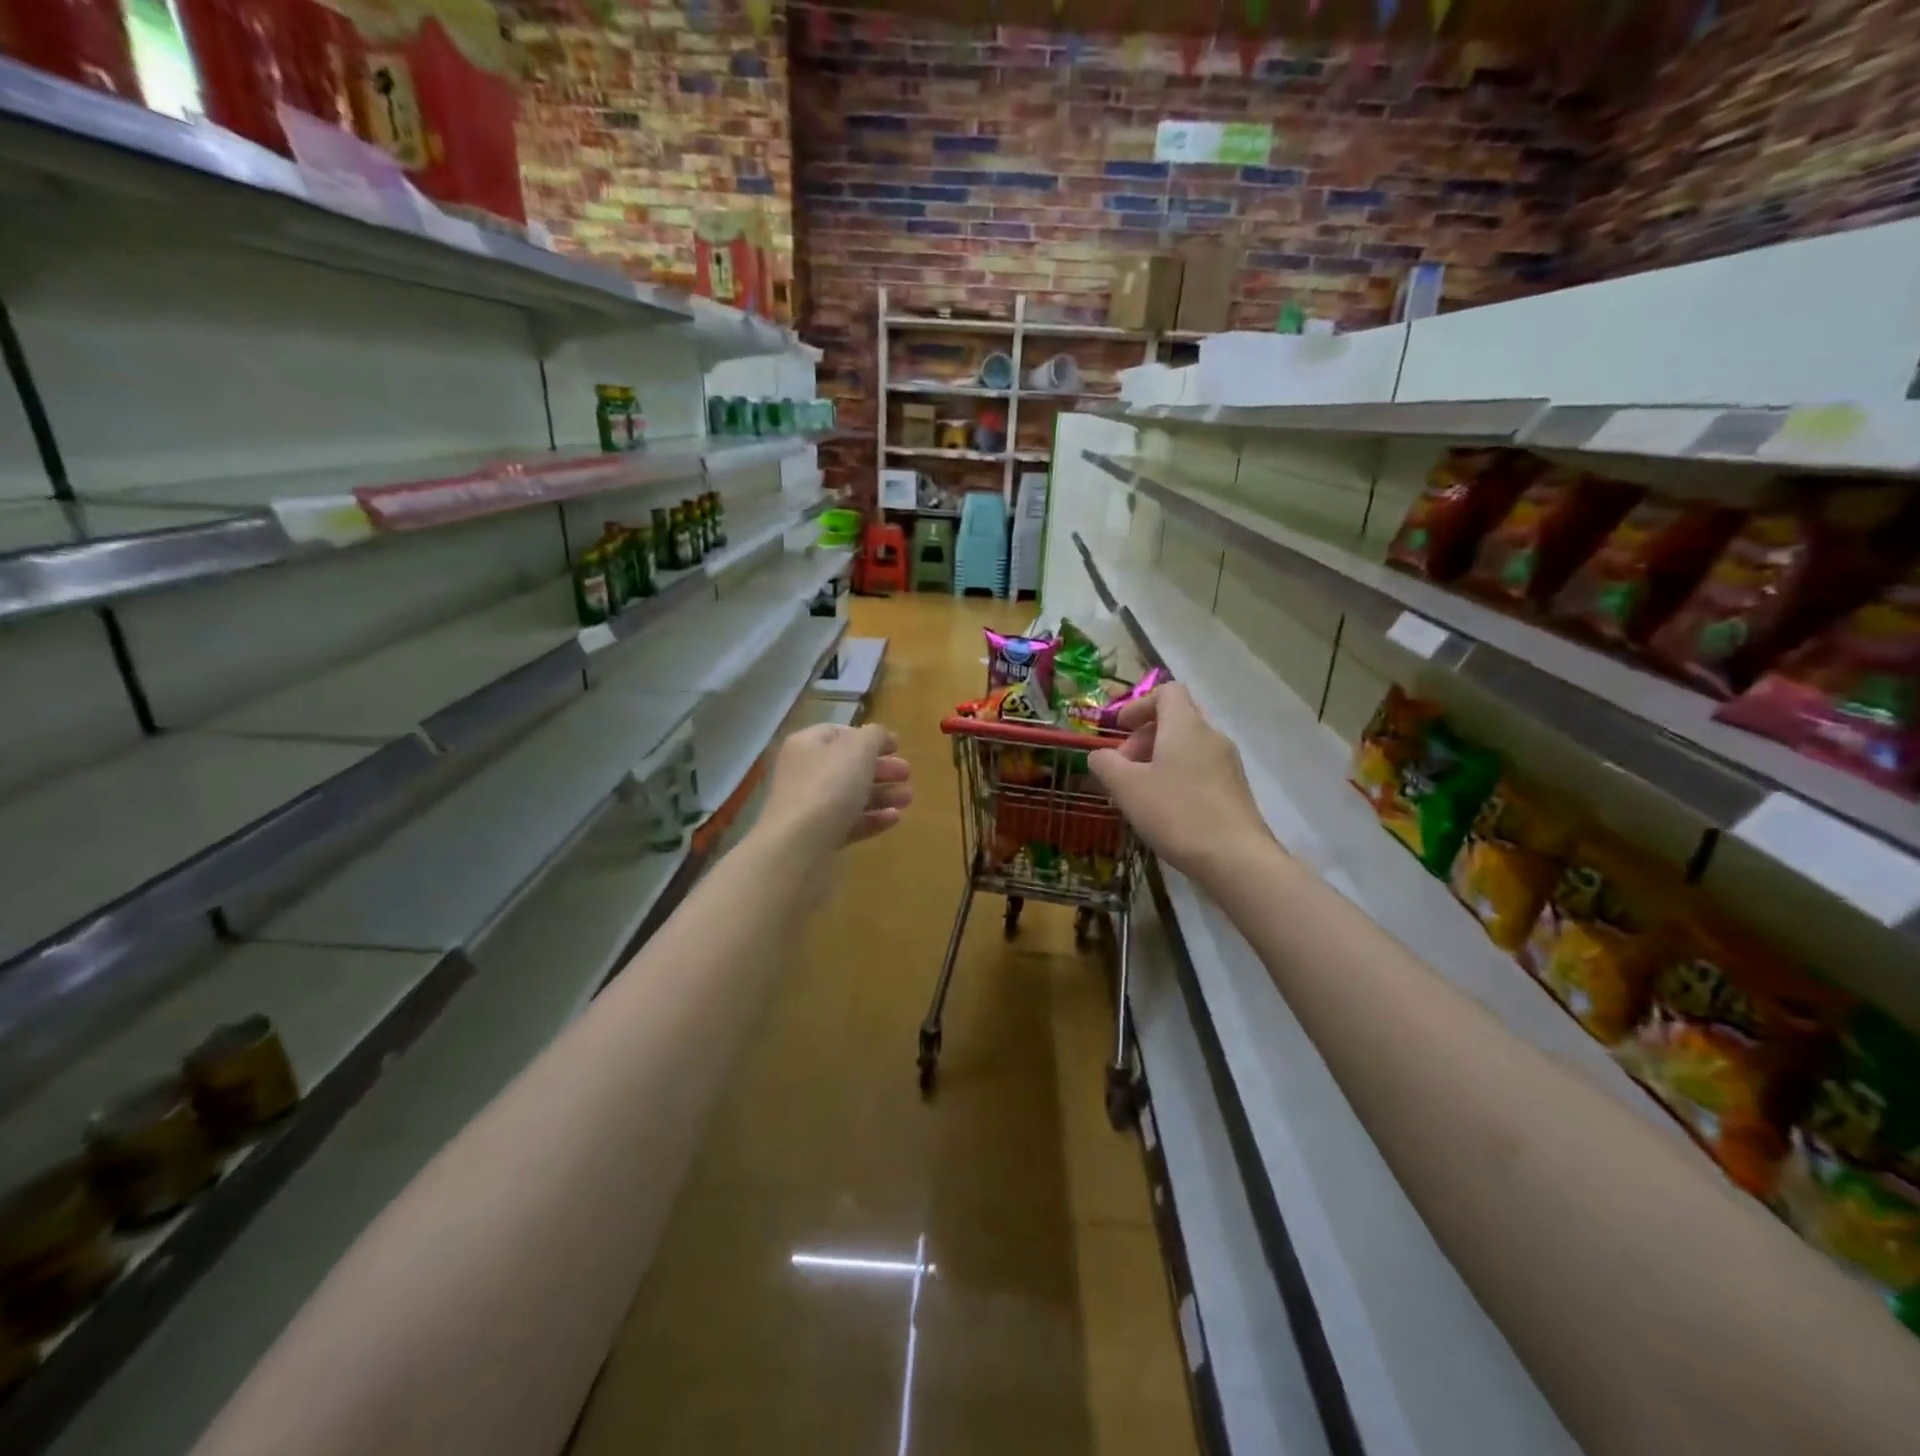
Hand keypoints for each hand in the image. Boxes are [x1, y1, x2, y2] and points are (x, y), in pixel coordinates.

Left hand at [758, 722, 912, 857]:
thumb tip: (880, 735)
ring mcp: (809, 808)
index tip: (897, 747)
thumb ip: (874, 736)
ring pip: (850, 796)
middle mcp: (804, 773)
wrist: (798, 847)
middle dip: (881, 768)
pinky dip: (872, 819)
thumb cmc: (829, 787)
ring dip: (882, 795)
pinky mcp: (818, 839)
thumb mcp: (858, 749)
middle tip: (907, 774)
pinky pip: (849, 823)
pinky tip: (895, 819)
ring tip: (908, 799)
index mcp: (807, 745)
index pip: (839, 733)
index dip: (869, 737)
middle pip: (847, 766)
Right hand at [1088, 683, 1273, 882]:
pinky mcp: (1235, 789)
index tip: (1120, 729)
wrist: (1235, 858)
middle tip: (1124, 767)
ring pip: (1188, 746)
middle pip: (1177, 719)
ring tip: (1140, 791)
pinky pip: (1201, 769)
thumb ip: (1106, 764)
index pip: (1167, 692)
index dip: (1139, 704)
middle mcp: (1212, 736)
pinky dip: (1178, 776)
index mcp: (1186, 726)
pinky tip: (1166, 809)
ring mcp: (1228, 764)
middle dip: (1145, 737)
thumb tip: (1099, 755)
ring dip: (1160, 759)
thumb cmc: (1176, 813)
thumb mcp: (1126, 787)